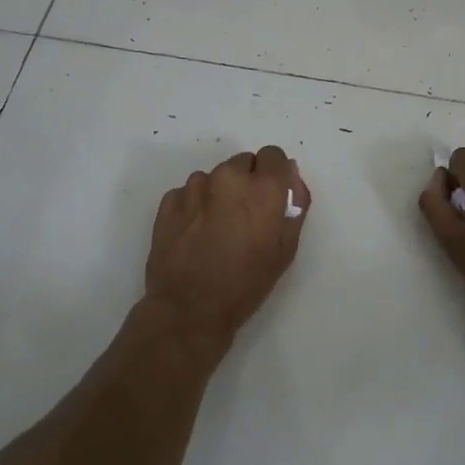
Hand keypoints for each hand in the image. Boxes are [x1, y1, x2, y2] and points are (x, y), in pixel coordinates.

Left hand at [144, 147, 309, 348]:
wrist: (189, 308)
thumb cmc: (245, 283)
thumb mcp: (286, 250)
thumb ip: (294, 206)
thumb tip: (291, 178)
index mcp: (263, 187)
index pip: (274, 155)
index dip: (274, 174)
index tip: (270, 197)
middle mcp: (228, 177)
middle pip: (244, 163)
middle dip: (247, 182)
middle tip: (244, 217)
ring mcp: (195, 187)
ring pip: (215, 177)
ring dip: (220, 193)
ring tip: (216, 229)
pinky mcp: (169, 200)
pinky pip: (190, 192)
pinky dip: (195, 205)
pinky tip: (195, 234)